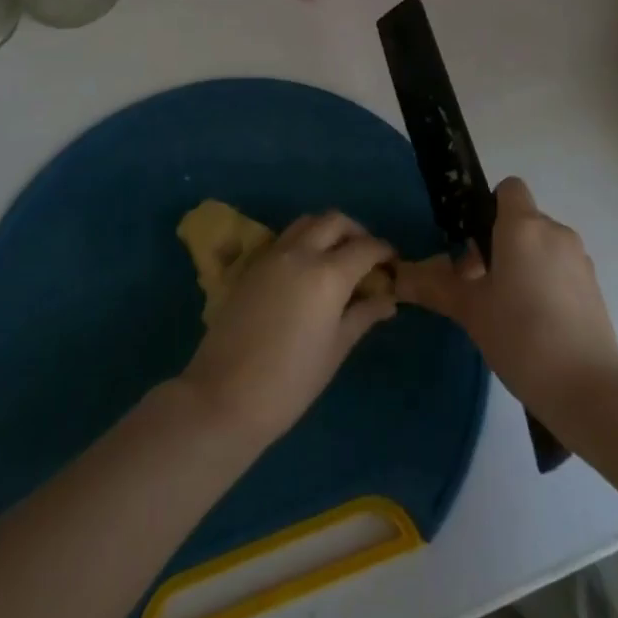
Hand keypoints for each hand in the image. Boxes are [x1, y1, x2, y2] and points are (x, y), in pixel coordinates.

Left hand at [178, 212, 396, 448]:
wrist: (224, 396)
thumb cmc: (290, 382)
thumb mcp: (336, 349)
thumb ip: (363, 316)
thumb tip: (388, 300)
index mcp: (328, 274)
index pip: (366, 247)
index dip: (384, 252)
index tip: (393, 265)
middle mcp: (300, 253)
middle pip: (335, 221)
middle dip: (356, 232)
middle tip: (366, 257)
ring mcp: (272, 255)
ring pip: (306, 222)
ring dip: (327, 231)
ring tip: (337, 260)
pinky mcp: (251, 265)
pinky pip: (285, 239)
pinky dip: (303, 242)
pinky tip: (307, 272)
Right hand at [396, 178, 617, 416]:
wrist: (587, 388)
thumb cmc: (520, 335)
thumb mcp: (470, 311)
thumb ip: (436, 286)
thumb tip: (399, 276)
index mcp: (523, 226)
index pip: (509, 188)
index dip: (488, 207)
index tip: (474, 244)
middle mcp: (555, 231)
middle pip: (523, 220)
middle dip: (500, 243)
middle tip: (480, 285)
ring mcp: (579, 258)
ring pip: (542, 245)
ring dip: (524, 263)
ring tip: (508, 309)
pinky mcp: (594, 285)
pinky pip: (561, 268)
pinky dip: (546, 282)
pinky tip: (536, 324)